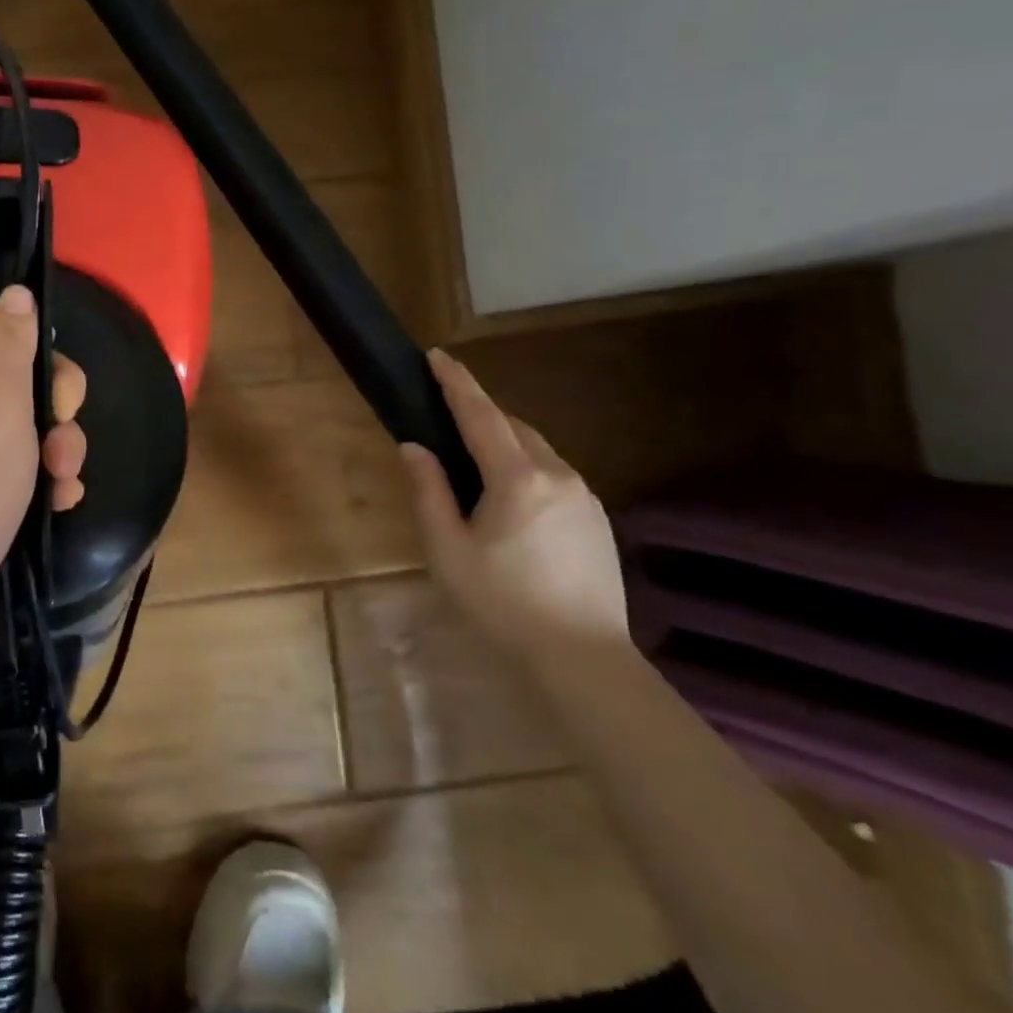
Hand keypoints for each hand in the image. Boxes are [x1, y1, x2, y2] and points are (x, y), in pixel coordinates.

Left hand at [0, 278, 86, 640]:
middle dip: (47, 388)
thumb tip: (12, 293)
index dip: (4, 302)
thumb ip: (8, 334)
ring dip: (50, 439)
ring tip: (66, 473)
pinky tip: (58, 500)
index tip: (45, 329)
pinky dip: (31, 476)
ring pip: (8, 417)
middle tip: (66, 413)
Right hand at [398, 348, 629, 667]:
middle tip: (445, 416)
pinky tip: (510, 498)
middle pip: (512, 425)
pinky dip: (526, 466)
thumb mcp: (447, 549)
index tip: (437, 355)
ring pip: (536, 448)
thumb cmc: (502, 603)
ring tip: (474, 461)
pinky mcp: (598, 517)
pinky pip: (554, 473)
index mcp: (516, 478)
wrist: (583, 657)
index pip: (480, 414)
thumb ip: (429, 491)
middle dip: (479, 412)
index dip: (456, 382)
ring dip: (504, 440)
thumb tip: (414, 447)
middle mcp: (557, 474)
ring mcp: (585, 495)